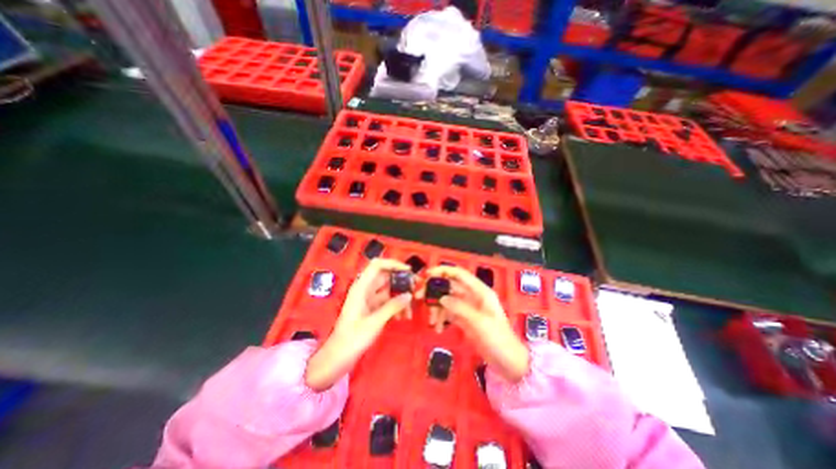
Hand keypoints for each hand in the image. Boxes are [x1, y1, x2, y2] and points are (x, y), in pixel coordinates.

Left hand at [307, 259, 411, 390]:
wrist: (338, 358)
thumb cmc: (353, 339)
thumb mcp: (375, 322)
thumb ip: (393, 306)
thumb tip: (409, 295)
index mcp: (361, 287)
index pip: (377, 265)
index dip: (393, 264)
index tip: (408, 271)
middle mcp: (365, 289)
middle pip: (386, 277)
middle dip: (401, 282)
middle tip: (416, 289)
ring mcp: (368, 299)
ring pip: (388, 290)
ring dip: (400, 297)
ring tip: (410, 309)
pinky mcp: (372, 309)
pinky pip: (387, 302)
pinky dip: (396, 306)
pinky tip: (403, 317)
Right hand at [418, 266, 527, 382]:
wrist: (509, 363)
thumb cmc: (498, 339)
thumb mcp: (479, 322)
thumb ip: (460, 308)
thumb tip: (441, 297)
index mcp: (480, 291)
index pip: (459, 274)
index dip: (443, 271)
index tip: (426, 275)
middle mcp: (472, 296)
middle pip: (450, 286)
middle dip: (434, 290)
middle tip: (419, 297)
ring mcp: (467, 308)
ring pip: (447, 300)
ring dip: (437, 307)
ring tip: (432, 321)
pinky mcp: (464, 319)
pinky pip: (448, 313)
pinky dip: (441, 318)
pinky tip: (438, 328)